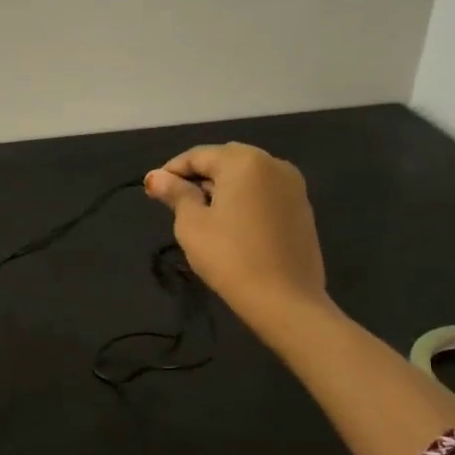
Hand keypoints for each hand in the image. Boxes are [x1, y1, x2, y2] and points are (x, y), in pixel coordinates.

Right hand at [144, 143, 328, 331]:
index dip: (171, 171)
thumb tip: (155, 176)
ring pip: (246, 177)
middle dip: (198, 177)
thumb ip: (175, 194)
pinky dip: (243, 200)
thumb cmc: (230, 257)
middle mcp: (273, 164)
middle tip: (174, 203)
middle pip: (225, 161)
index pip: (198, 155)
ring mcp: (292, 186)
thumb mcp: (192, 224)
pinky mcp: (302, 209)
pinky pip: (263, 194)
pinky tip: (231, 226)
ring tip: (201, 215)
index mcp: (244, 161)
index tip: (152, 191)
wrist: (285, 299)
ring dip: (221, 188)